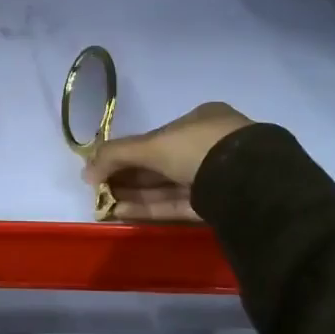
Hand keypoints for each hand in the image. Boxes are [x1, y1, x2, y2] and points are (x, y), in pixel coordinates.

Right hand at [82, 102, 252, 221]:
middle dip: (129, 176)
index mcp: (201, 121)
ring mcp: (219, 176)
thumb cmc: (198, 148)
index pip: (157, 137)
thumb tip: (84, 171)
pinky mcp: (221, 205)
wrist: (250, 182)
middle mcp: (211, 145)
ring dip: (136, 194)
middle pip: (161, 163)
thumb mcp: (152, 145)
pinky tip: (124, 212)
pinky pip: (180, 204)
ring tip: (106, 204)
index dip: (128, 152)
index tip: (104, 167)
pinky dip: (152, 208)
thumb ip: (116, 155)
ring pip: (169, 185)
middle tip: (100, 189)